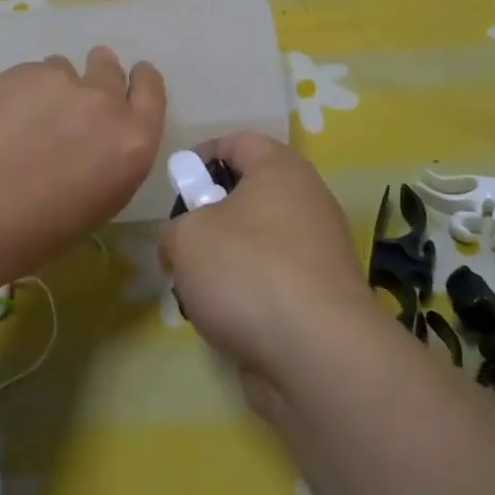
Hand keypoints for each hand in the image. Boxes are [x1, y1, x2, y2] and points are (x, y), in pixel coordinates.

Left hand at [0, 47, 165, 284]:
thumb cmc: (34, 233)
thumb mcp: (98, 202)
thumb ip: (109, 157)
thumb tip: (93, 139)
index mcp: (133, 142)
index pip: (151, 90)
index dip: (140, 82)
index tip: (131, 81)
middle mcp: (104, 103)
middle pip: (109, 69)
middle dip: (98, 77)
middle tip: (74, 100)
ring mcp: (59, 82)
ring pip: (64, 69)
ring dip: (54, 88)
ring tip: (26, 118)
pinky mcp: (18, 73)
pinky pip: (29, 73)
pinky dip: (20, 90)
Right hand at [160, 133, 372, 415]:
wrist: (316, 353)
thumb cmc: (247, 271)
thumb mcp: (186, 237)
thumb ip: (174, 228)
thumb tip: (181, 242)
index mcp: (281, 170)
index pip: (239, 141)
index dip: (202, 156)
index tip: (177, 185)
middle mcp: (307, 202)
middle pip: (249, 195)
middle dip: (209, 217)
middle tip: (183, 242)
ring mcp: (319, 252)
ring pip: (257, 243)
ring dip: (223, 262)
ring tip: (196, 289)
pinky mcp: (320, 297)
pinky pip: (272, 282)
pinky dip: (246, 295)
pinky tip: (225, 320)